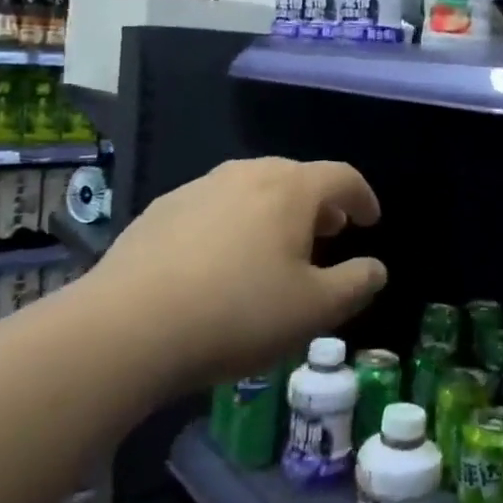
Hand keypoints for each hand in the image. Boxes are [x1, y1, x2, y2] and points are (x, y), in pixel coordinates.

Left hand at [87, 157, 386, 386]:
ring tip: (277, 246)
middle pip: (295, 177)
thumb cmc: (238, 314)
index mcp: (290, 189)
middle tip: (329, 232)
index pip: (342, 176)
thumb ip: (357, 284)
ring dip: (275, 211)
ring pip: (252, 188)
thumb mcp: (315, 310)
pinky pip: (214, 206)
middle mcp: (246, 174)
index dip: (363, 196)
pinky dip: (234, 222)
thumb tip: (376, 268)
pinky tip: (221, 261)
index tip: (371, 221)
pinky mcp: (161, 210)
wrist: (126, 328)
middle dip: (319, 203)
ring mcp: (199, 188)